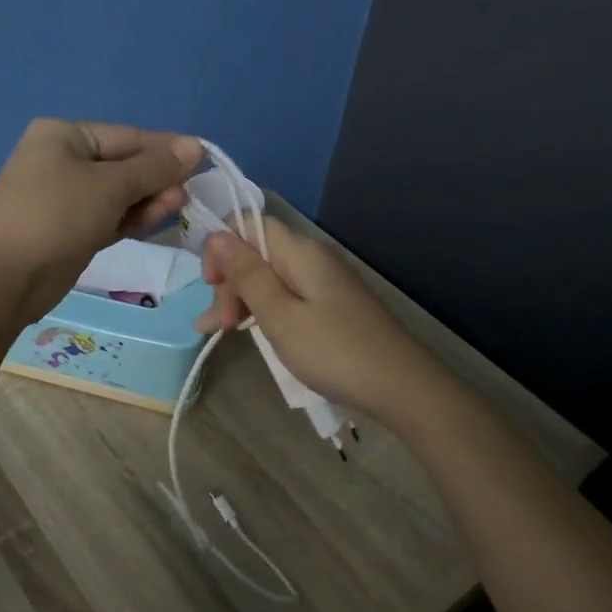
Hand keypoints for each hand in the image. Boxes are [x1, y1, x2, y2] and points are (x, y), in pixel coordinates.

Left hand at [0, 119, 202, 321]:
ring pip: (118, 193)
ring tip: (177, 206)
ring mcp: (65, 198)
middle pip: (124, 164)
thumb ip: (154, 167)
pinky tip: (156, 220)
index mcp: (64, 136)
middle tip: (189, 193)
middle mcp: (63, 160)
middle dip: (157, 177)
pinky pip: (109, 216)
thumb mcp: (109, 186)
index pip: (126, 136)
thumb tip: (195, 145)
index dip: (165, 149)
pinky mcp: (70, 230)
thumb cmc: (55, 215)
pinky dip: (131, 218)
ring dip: (148, 199)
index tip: (203, 160)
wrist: (2, 278)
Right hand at [196, 218, 445, 426]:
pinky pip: (285, 297)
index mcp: (299, 252)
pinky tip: (243, 331)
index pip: (247, 224)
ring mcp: (322, 283)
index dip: (221, 247)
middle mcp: (310, 258)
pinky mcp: (329, 306)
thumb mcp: (281, 316)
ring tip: (216, 332)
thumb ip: (247, 275)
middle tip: (218, 325)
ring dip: (239, 299)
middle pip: (255, 252)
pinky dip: (262, 311)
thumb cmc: (335, 352)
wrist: (402, 388)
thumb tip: (217, 234)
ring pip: (267, 277)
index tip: (210, 284)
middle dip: (229, 281)